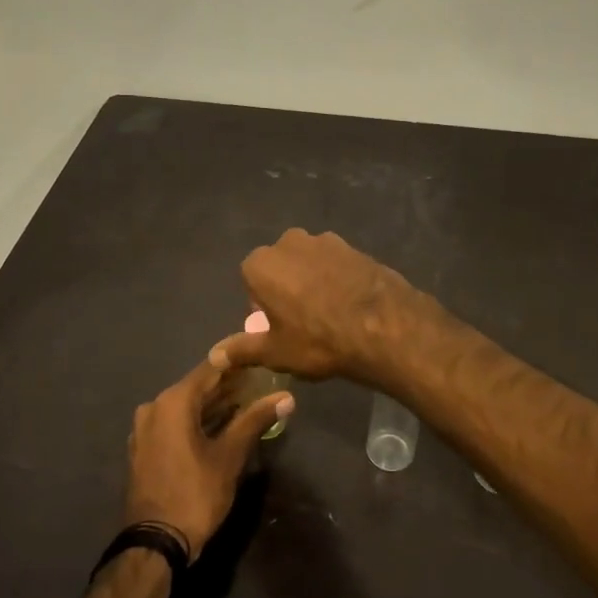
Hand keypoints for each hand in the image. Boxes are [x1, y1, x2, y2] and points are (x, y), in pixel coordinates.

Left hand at [124, 355, 292, 561]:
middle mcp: (154, 407)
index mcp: (173, 402)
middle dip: (228, 386)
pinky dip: (196, 421)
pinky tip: (220, 426)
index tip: (261, 359)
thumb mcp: (230, 456)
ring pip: (185, 407)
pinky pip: (174, 424)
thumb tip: (286, 397)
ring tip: (247, 402)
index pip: (210, 369)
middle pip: (196, 387)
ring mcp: (145, 429)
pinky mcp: (144, 448)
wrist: (155, 543)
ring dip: (213, 405)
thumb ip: (255, 420)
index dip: (237, 364)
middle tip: (260, 383)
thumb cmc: (195, 493)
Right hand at [209, 228, 421, 383]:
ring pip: (308, 264)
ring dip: (312, 282)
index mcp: (261, 264)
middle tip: (302, 324)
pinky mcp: (354, 246)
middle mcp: (288, 242)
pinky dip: (337, 280)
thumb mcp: (274, 352)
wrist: (383, 327)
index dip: (263, 309)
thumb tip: (214, 356)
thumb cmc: (317, 340)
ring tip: (329, 316)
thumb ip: (241, 350)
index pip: (250, 283)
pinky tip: (350, 306)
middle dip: (285, 290)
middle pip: (279, 269)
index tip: (278, 329)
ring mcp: (325, 240)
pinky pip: (335, 264)